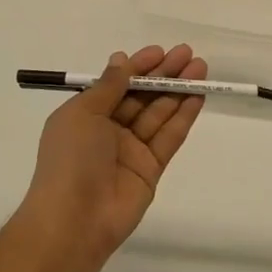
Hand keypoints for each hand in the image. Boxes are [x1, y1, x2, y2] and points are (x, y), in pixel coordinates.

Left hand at [19, 45, 206, 265]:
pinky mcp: (151, 169)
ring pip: (159, 113)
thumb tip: (120, 59)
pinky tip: (198, 96)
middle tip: (188, 54)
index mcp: (86, 115)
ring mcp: (131, 150)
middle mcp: (109, 130)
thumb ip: (109, 87)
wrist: (74, 220)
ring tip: (201, 68)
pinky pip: (169, 137)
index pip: (117, 83)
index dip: (138, 66)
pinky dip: (183, 116)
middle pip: (141, 96)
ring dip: (179, 90)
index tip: (161, 51)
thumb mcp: (83, 113)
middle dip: (164, 74)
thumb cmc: (71, 159)